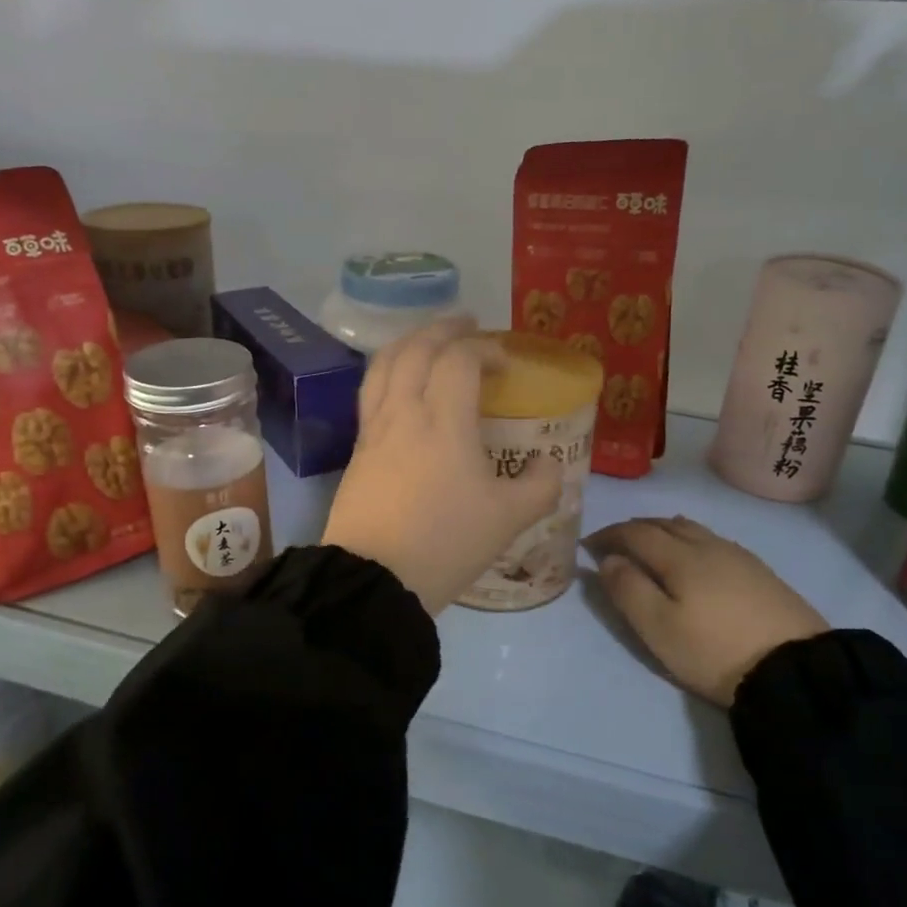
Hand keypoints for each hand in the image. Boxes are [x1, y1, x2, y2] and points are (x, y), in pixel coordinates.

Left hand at [323, 318, 560, 615]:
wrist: (373, 581)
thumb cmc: (446, 543)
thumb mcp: (509, 519)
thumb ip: (541, 485)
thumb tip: (549, 463)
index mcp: (443, 421)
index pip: (459, 359)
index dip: (485, 348)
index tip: (505, 361)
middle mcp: (403, 413)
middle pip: (416, 349)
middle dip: (443, 329)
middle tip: (466, 324)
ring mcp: (373, 430)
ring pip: (384, 365)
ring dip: (409, 343)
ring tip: (428, 342)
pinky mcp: (356, 451)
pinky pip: (371, 393)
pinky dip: (390, 372)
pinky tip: (401, 387)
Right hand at [585, 516, 827, 707]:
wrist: (795, 669)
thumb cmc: (715, 651)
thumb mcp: (659, 628)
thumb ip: (628, 590)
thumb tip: (608, 560)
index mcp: (680, 556)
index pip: (635, 532)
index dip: (608, 535)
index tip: (587, 545)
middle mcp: (708, 545)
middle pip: (665, 523)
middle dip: (634, 528)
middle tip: (614, 543)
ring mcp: (738, 556)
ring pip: (692, 528)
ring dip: (663, 530)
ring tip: (650, 545)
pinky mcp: (760, 571)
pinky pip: (713, 540)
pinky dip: (689, 539)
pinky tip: (694, 557)